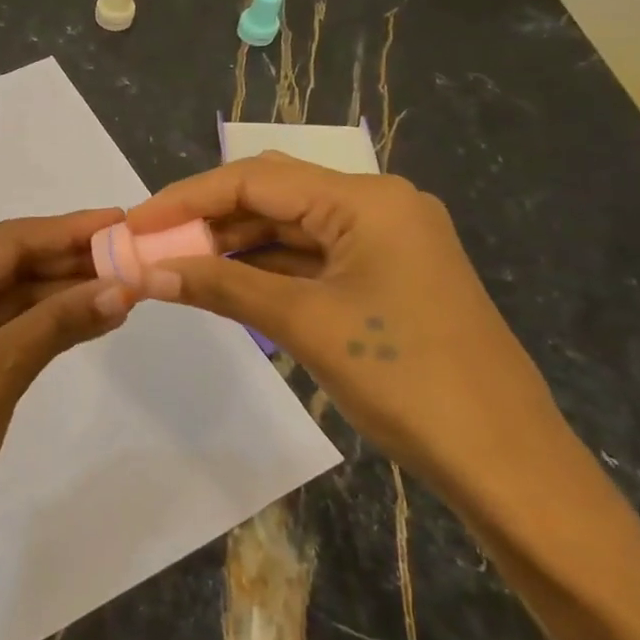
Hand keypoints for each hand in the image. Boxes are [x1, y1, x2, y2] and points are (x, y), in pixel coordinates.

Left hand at [0, 208, 133, 639]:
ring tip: (125, 286)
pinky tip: (92, 320)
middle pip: (9, 267)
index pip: (6, 241)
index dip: (66, 229)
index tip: (120, 221)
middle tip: (132, 255)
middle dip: (69, 261)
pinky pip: (9, 334)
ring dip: (63, 294)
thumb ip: (58, 322)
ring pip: (13, 301)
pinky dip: (48, 327)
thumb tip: (121, 287)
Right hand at [124, 152, 549, 490]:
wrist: (505, 460)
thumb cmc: (404, 379)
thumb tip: (148, 272)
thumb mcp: (304, 324)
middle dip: (208, 219)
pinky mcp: (387, 275)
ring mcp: (386, 241)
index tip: (134, 224)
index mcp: (365, 199)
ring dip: (235, 245)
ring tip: (176, 266)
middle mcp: (377, 205)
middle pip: (274, 196)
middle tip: (151, 247)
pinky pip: (313, 258)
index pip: (255, 179)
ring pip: (292, 228)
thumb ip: (223, 286)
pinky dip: (267, 268)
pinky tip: (226, 283)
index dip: (187, 198)